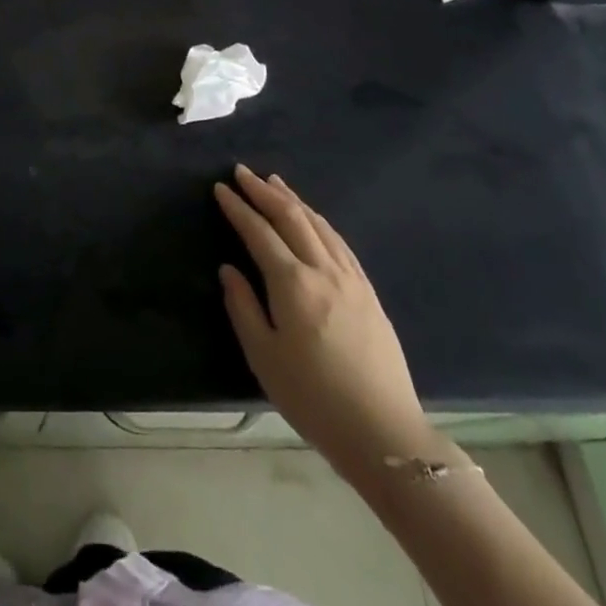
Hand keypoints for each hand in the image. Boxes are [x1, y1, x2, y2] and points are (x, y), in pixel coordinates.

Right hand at [215, 165, 431, 481]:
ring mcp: (350, 279)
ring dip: (293, 200)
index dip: (238, 209)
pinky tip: (314, 219)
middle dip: (264, 192)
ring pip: (319, 225)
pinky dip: (320, 222)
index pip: (259, 233)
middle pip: (291, 218)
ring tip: (275, 183)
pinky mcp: (369, 292)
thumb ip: (243, 308)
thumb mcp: (265, 358)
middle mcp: (322, 270)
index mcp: (293, 284)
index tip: (220, 189)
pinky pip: (340, 243)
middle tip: (243, 172)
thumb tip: (229, 270)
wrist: (384, 433)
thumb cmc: (314, 399)